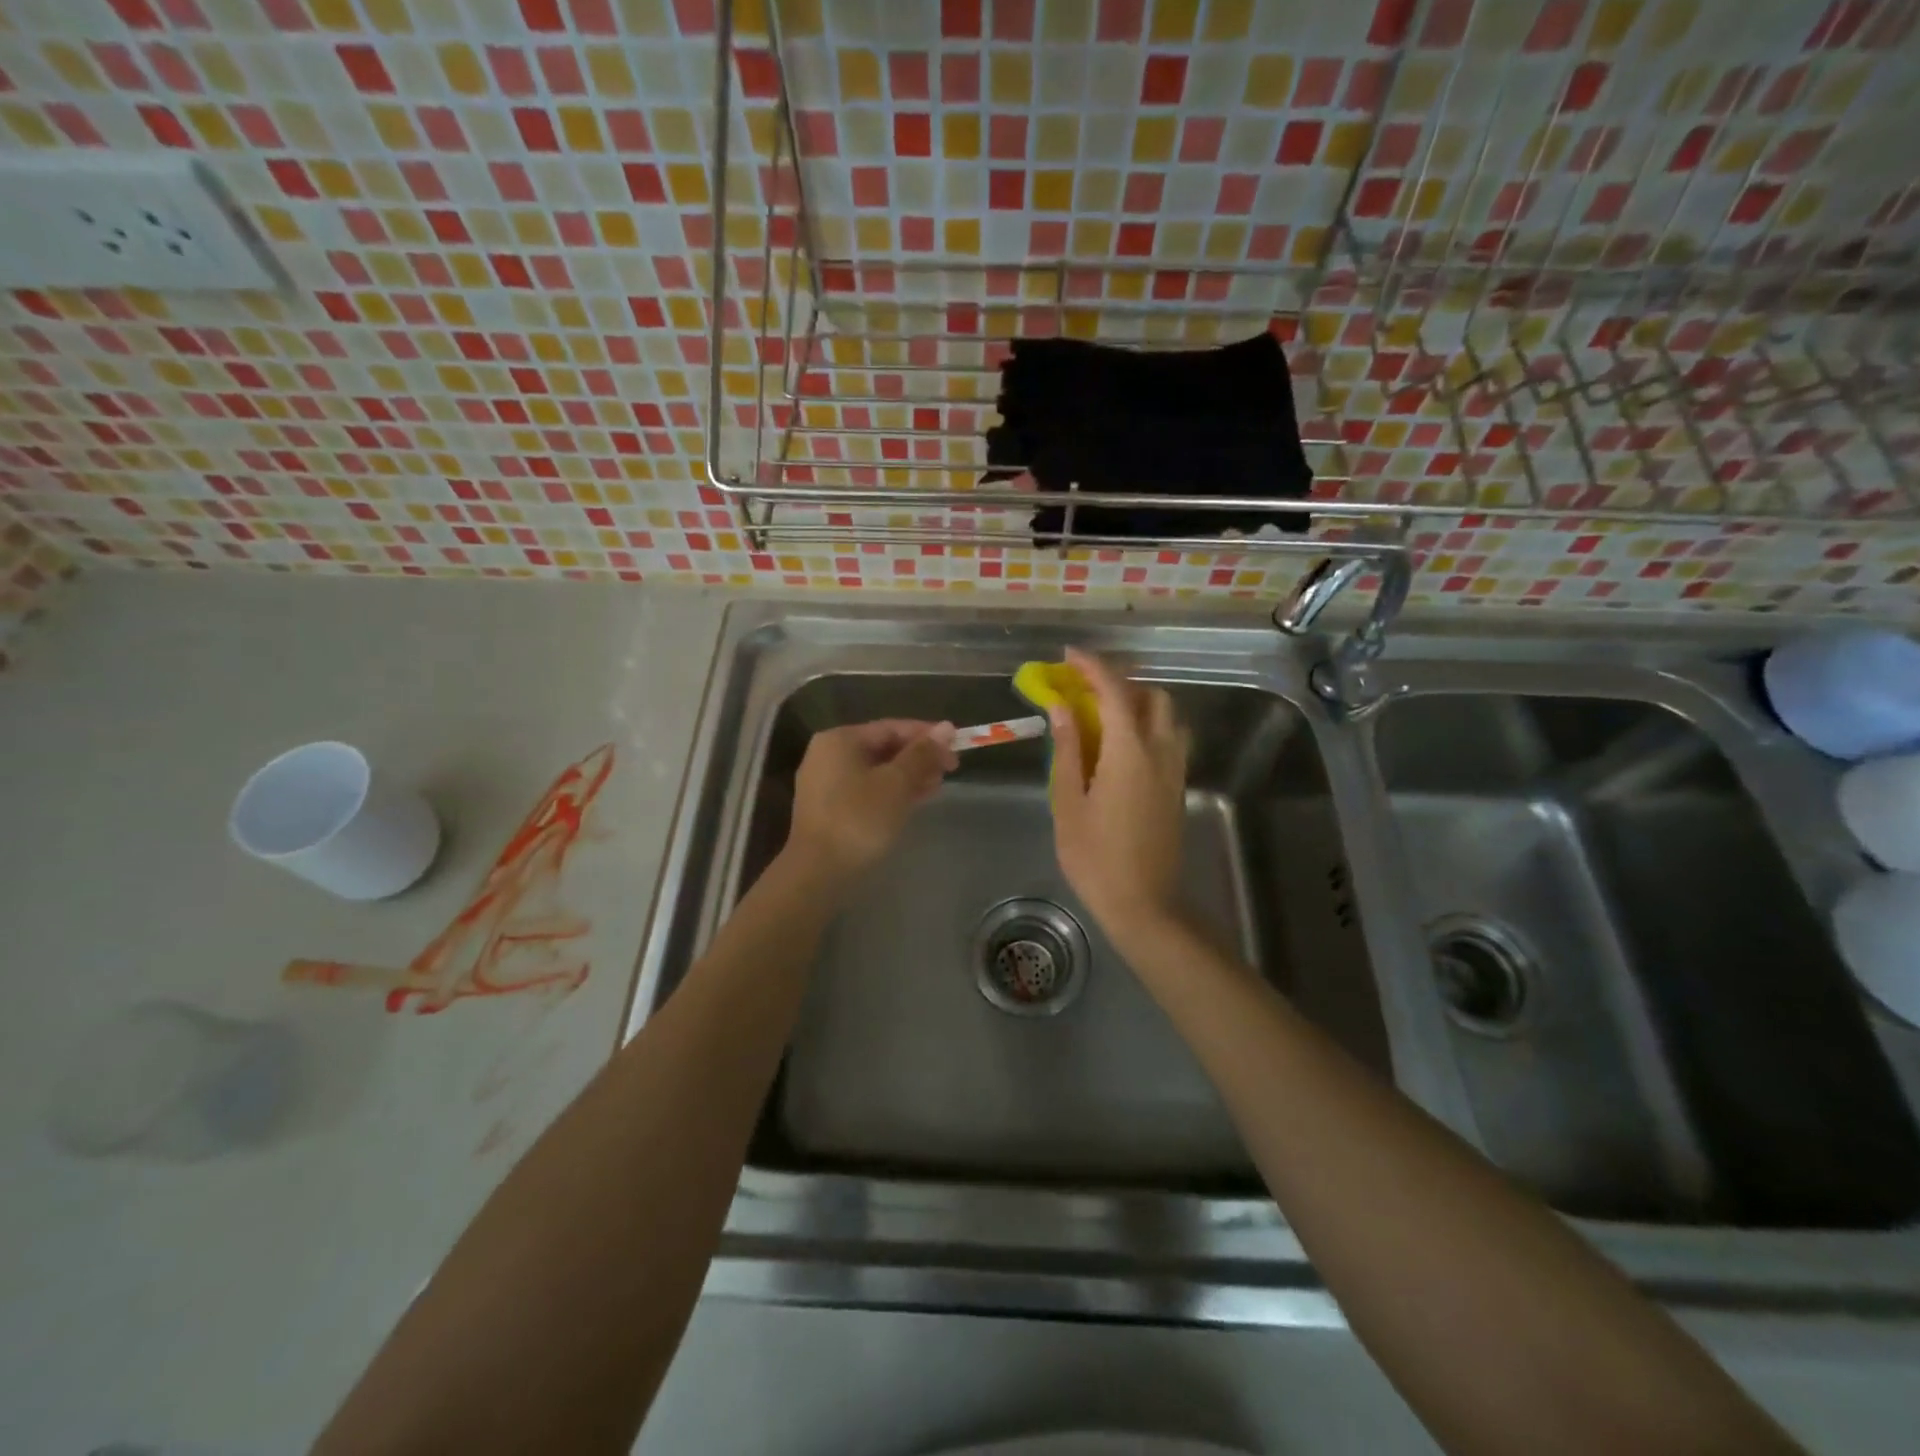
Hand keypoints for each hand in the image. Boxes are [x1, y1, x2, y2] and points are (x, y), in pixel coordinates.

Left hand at [787, 719, 958, 885]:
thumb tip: (947, 728)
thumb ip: (922, 754)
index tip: (957, 748)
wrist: (818, 872)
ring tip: (937, 787)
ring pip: (876, 770)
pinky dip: (891, 792)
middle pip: (883, 747)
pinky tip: (914, 801)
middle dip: (919, 757)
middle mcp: (828, 754)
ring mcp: (825, 783)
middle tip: (949, 770)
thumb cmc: (859, 820)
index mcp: (840, 739)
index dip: (927, 735)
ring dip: (908, 776)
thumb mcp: (897, 783)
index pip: (892, 727)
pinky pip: (866, 789)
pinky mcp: (829, 809)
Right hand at [1048, 648, 1191, 947]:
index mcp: (1130, 751)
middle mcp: (1161, 751)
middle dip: (1120, 683)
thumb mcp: (1068, 802)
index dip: (1092, 667)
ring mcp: (1175, 770)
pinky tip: (1119, 748)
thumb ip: (1068, 749)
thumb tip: (1061, 707)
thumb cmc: (1095, 856)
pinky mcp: (1178, 787)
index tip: (1068, 656)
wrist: (1143, 903)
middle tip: (1085, 691)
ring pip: (1167, 717)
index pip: (1115, 691)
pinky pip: (1169, 739)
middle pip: (1151, 696)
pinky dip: (1147, 726)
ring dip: (1138, 704)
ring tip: (1103, 718)